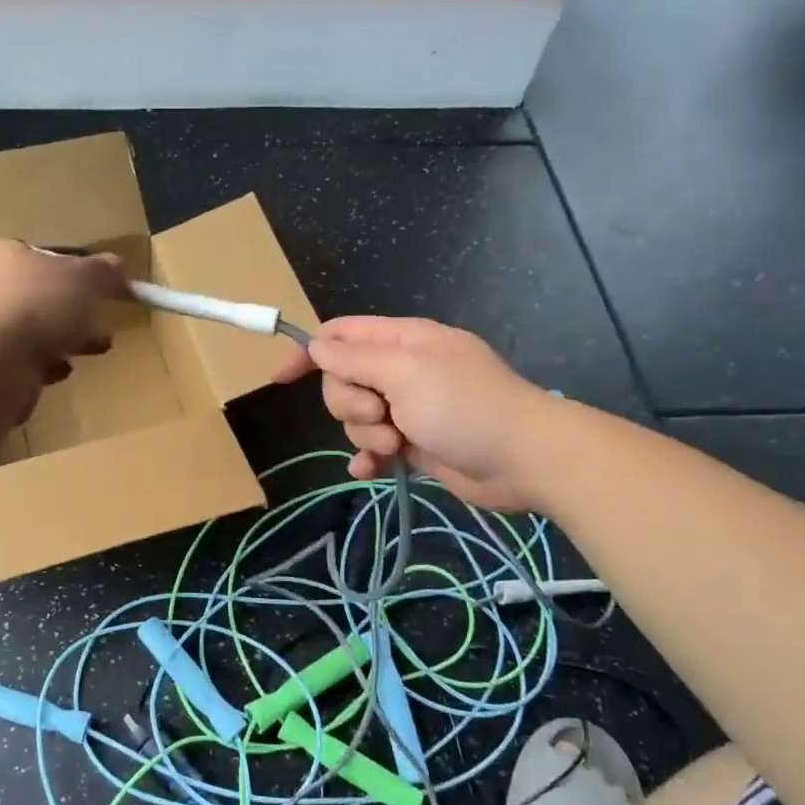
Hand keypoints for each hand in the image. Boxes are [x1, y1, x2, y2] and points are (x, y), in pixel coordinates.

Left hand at [0, 240, 127, 393]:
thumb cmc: (34, 304)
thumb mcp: (83, 279)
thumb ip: (102, 272)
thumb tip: (117, 266)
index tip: (5, 269)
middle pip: (1, 294)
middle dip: (41, 304)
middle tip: (77, 312)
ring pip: (14, 331)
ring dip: (50, 338)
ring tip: (89, 345)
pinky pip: (17, 364)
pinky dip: (42, 366)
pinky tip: (64, 370)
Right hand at [273, 316, 559, 511]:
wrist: (524, 459)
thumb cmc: (464, 406)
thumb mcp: (405, 372)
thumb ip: (355, 360)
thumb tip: (317, 347)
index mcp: (401, 341)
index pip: (340, 335)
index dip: (308, 352)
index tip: (280, 378)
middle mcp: (401, 370)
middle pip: (342, 380)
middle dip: (350, 403)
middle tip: (381, 414)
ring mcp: (408, 407)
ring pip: (356, 417)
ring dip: (367, 433)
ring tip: (398, 443)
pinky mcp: (414, 443)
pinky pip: (374, 446)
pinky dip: (370, 457)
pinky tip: (373, 469)